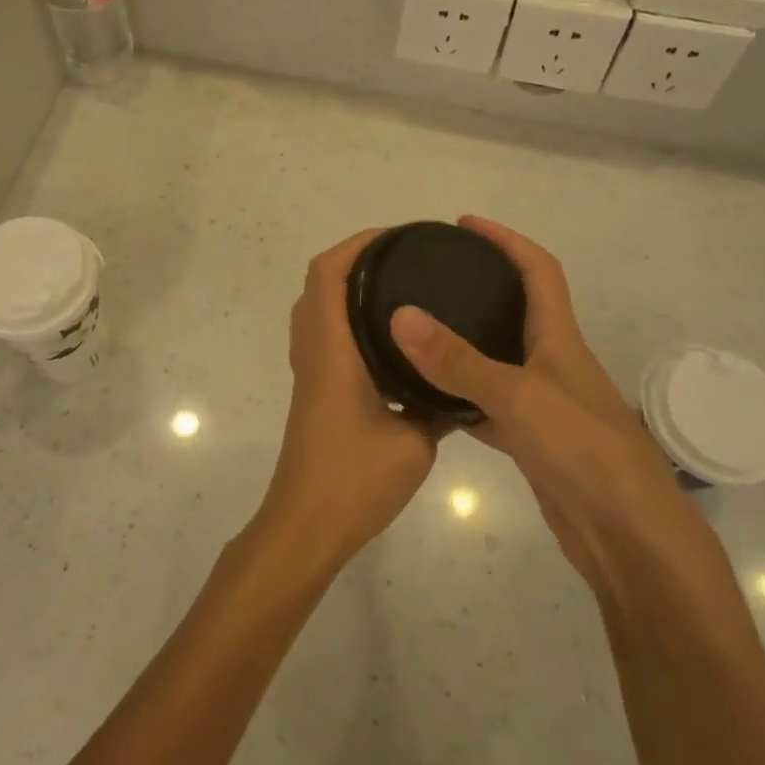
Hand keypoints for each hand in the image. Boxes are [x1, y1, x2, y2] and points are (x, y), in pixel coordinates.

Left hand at [252, 229, 437, 578]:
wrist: (306, 526)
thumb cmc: (354, 481)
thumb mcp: (415, 443)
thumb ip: (436, 405)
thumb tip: (457, 385)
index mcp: (331, 350)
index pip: (327, 274)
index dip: (356, 245)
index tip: (397, 238)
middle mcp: (313, 351)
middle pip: (318, 283)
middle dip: (356, 260)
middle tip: (405, 260)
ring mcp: (309, 372)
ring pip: (318, 310)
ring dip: (348, 288)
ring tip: (400, 290)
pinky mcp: (313, 391)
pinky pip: (325, 336)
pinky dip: (348, 320)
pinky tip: (389, 341)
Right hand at [386, 217, 690, 569]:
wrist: (629, 538)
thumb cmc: (584, 452)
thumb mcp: (517, 397)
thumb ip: (458, 359)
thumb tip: (401, 315)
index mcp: (559, 339)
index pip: (538, 270)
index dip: (506, 240)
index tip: (465, 224)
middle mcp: (553, 363)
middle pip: (518, 310)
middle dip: (480, 287)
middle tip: (431, 279)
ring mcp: (543, 404)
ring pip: (498, 361)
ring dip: (465, 344)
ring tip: (418, 331)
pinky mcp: (533, 442)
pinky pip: (488, 407)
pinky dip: (460, 400)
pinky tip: (428, 402)